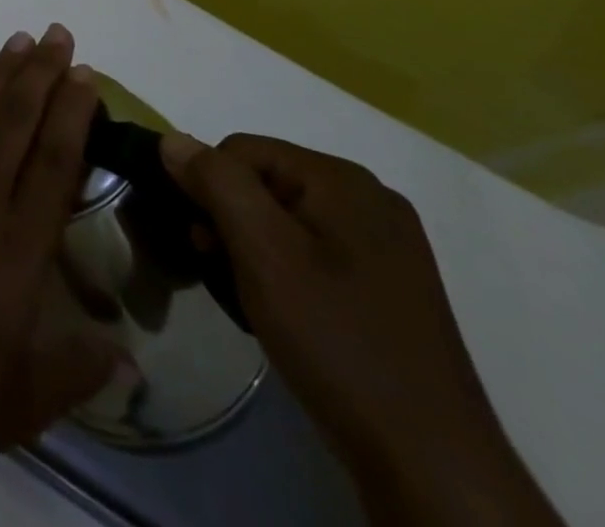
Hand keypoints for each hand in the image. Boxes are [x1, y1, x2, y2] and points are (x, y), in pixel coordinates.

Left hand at [0, 26, 113, 477]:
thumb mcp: (22, 399)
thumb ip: (78, 369)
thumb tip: (132, 361)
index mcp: (18, 244)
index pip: (55, 160)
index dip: (73, 112)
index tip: (86, 74)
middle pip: (17, 120)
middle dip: (41, 72)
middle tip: (58, 32)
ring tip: (19, 39)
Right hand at [162, 133, 563, 526]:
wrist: (430, 465)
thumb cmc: (337, 340)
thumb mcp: (262, 251)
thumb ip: (215, 182)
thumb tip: (173, 139)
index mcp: (344, 180)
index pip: (241, 150)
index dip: (211, 190)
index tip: (207, 245)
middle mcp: (370, 199)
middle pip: (264, 182)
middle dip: (231, 221)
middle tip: (224, 272)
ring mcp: (386, 246)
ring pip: (285, 220)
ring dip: (254, 250)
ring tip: (253, 299)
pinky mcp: (389, 288)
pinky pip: (314, 253)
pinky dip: (286, 272)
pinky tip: (288, 314)